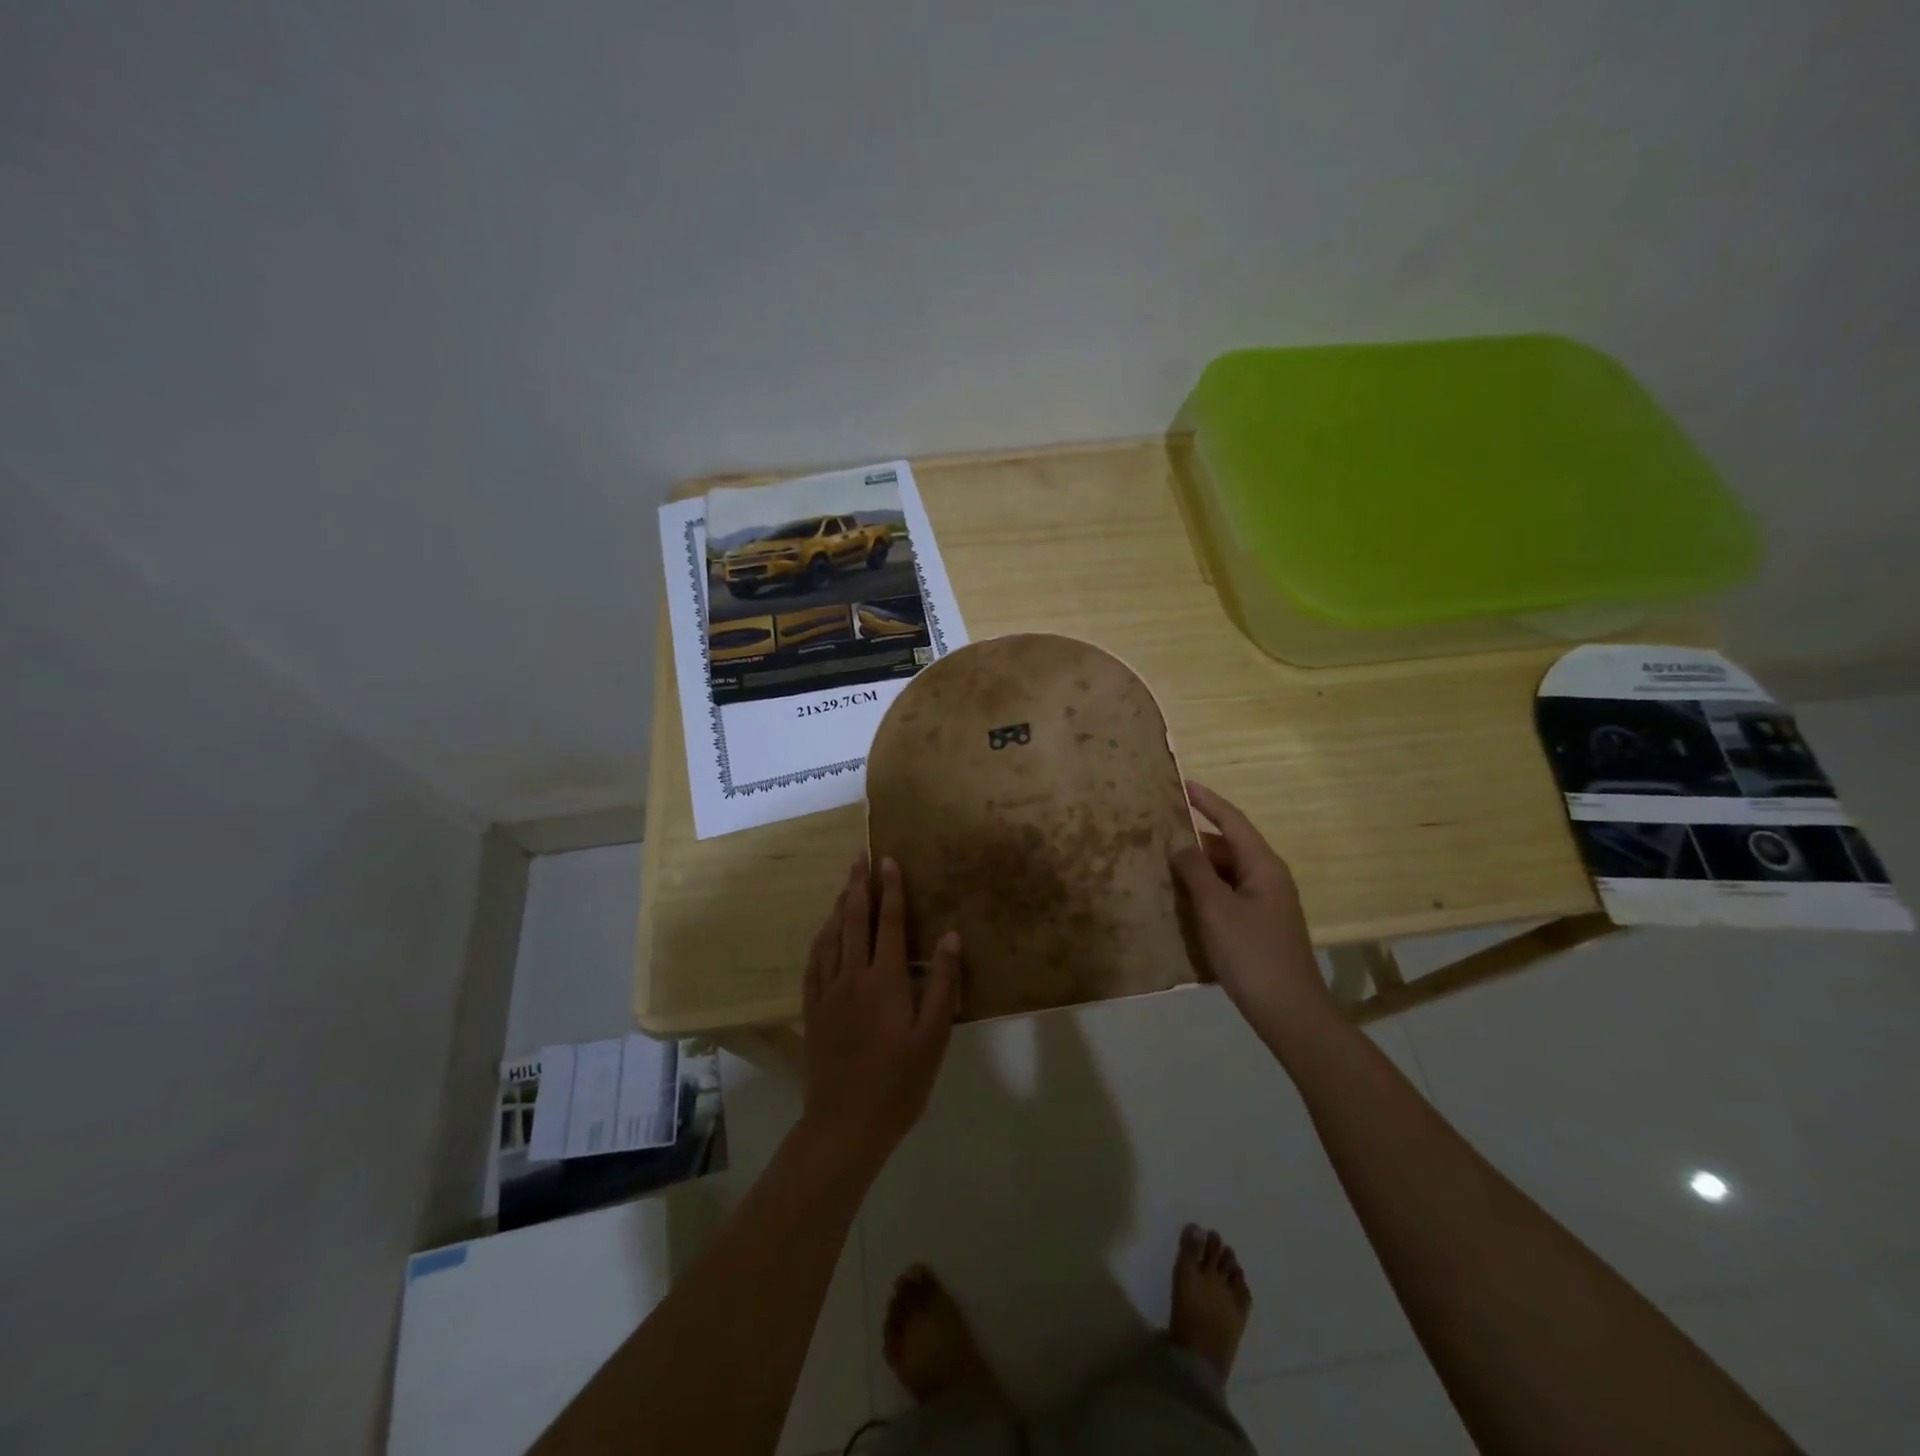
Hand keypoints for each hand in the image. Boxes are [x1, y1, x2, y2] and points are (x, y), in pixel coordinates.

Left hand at [800, 855, 960, 1175]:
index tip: (888, 860)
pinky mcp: (813, 1010)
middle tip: (860, 856)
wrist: (844, 1125)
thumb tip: (949, 936)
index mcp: (885, 981)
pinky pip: (814, 963)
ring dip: (838, 906)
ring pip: (831, 937)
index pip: (889, 923)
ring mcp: (827, 993)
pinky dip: (820, 939)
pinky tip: (823, 933)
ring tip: (844, 884)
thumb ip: (942, 984)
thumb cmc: (899, 1083)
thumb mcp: (933, 1037)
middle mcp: (852, 977)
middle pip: (853, 920)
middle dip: (858, 886)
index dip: (890, 890)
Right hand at [1169, 780, 1331, 1034]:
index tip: (1183, 783)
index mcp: (1263, 866)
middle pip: (1228, 846)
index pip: (1232, 821)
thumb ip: (1195, 871)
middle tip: (1159, 830)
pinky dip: (1205, 890)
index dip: (1208, 801)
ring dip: (1198, 867)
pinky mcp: (1259, 925)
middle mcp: (1268, 878)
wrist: (1289, 1012)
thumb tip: (1178, 841)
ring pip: (1226, 873)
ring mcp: (1266, 903)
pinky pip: (1227, 894)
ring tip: (1161, 862)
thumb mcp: (1216, 909)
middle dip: (1195, 838)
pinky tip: (1181, 899)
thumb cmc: (1252, 954)